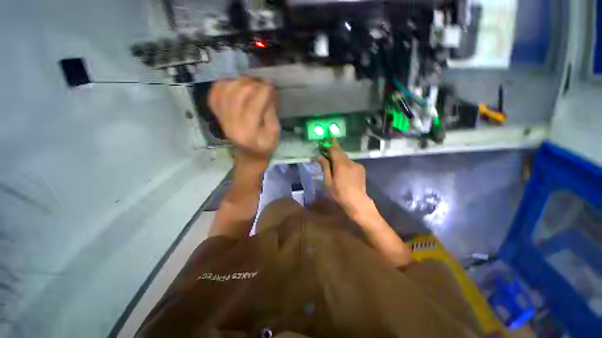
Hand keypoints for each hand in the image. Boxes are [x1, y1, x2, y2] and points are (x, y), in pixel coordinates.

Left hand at [209, 77, 279, 159]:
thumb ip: (271, 112)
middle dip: (253, 84)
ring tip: (250, 82)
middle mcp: (231, 123)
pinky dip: (223, 84)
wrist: (249, 154)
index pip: (254, 104)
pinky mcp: (217, 115)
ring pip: (226, 90)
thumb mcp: (274, 132)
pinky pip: (215, 94)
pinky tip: (234, 84)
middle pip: (238, 94)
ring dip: (239, 81)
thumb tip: (267, 92)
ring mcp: (221, 118)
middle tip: (262, 83)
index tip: (271, 85)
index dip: (264, 91)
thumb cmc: (265, 145)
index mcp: (248, 131)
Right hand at [317, 140, 374, 219]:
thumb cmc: (339, 193)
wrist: (357, 202)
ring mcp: (357, 165)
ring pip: (345, 158)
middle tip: (326, 151)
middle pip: (340, 152)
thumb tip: (319, 156)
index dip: (330, 143)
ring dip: (339, 159)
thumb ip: (325, 167)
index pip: (334, 150)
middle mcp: (350, 162)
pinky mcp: (361, 168)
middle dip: (333, 151)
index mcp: (341, 164)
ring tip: (334, 165)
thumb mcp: (328, 182)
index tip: (327, 138)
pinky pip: (350, 163)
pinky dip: (345, 164)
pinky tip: (343, 172)